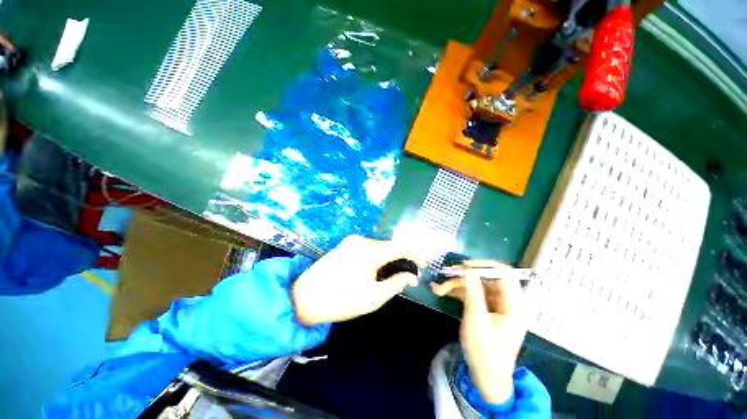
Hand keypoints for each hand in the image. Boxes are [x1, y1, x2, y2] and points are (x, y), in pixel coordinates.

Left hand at [292, 235, 419, 325]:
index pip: (401, 247)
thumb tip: (411, 276)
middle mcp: (362, 240)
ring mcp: (351, 241)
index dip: (414, 255)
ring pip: (378, 246)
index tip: (419, 267)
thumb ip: (396, 283)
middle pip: (389, 245)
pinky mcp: (344, 244)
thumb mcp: (374, 297)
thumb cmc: (341, 300)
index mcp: (370, 251)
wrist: (304, 297)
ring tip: (387, 275)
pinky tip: (372, 270)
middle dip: (400, 258)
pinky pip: (366, 247)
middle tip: (403, 276)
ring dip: (387, 257)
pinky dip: (375, 256)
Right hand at [432, 260, 527, 403]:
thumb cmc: (484, 351)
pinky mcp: (486, 309)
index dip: (485, 265)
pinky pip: (473, 295)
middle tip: (446, 274)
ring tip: (438, 288)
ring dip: (457, 285)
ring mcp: (495, 306)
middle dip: (465, 276)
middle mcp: (506, 302)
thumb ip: (472, 292)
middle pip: (487, 279)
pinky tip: (442, 292)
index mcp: (513, 305)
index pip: (505, 274)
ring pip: (476, 286)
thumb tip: (467, 270)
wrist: (485, 377)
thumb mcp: (476, 319)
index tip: (465, 265)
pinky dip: (458, 293)